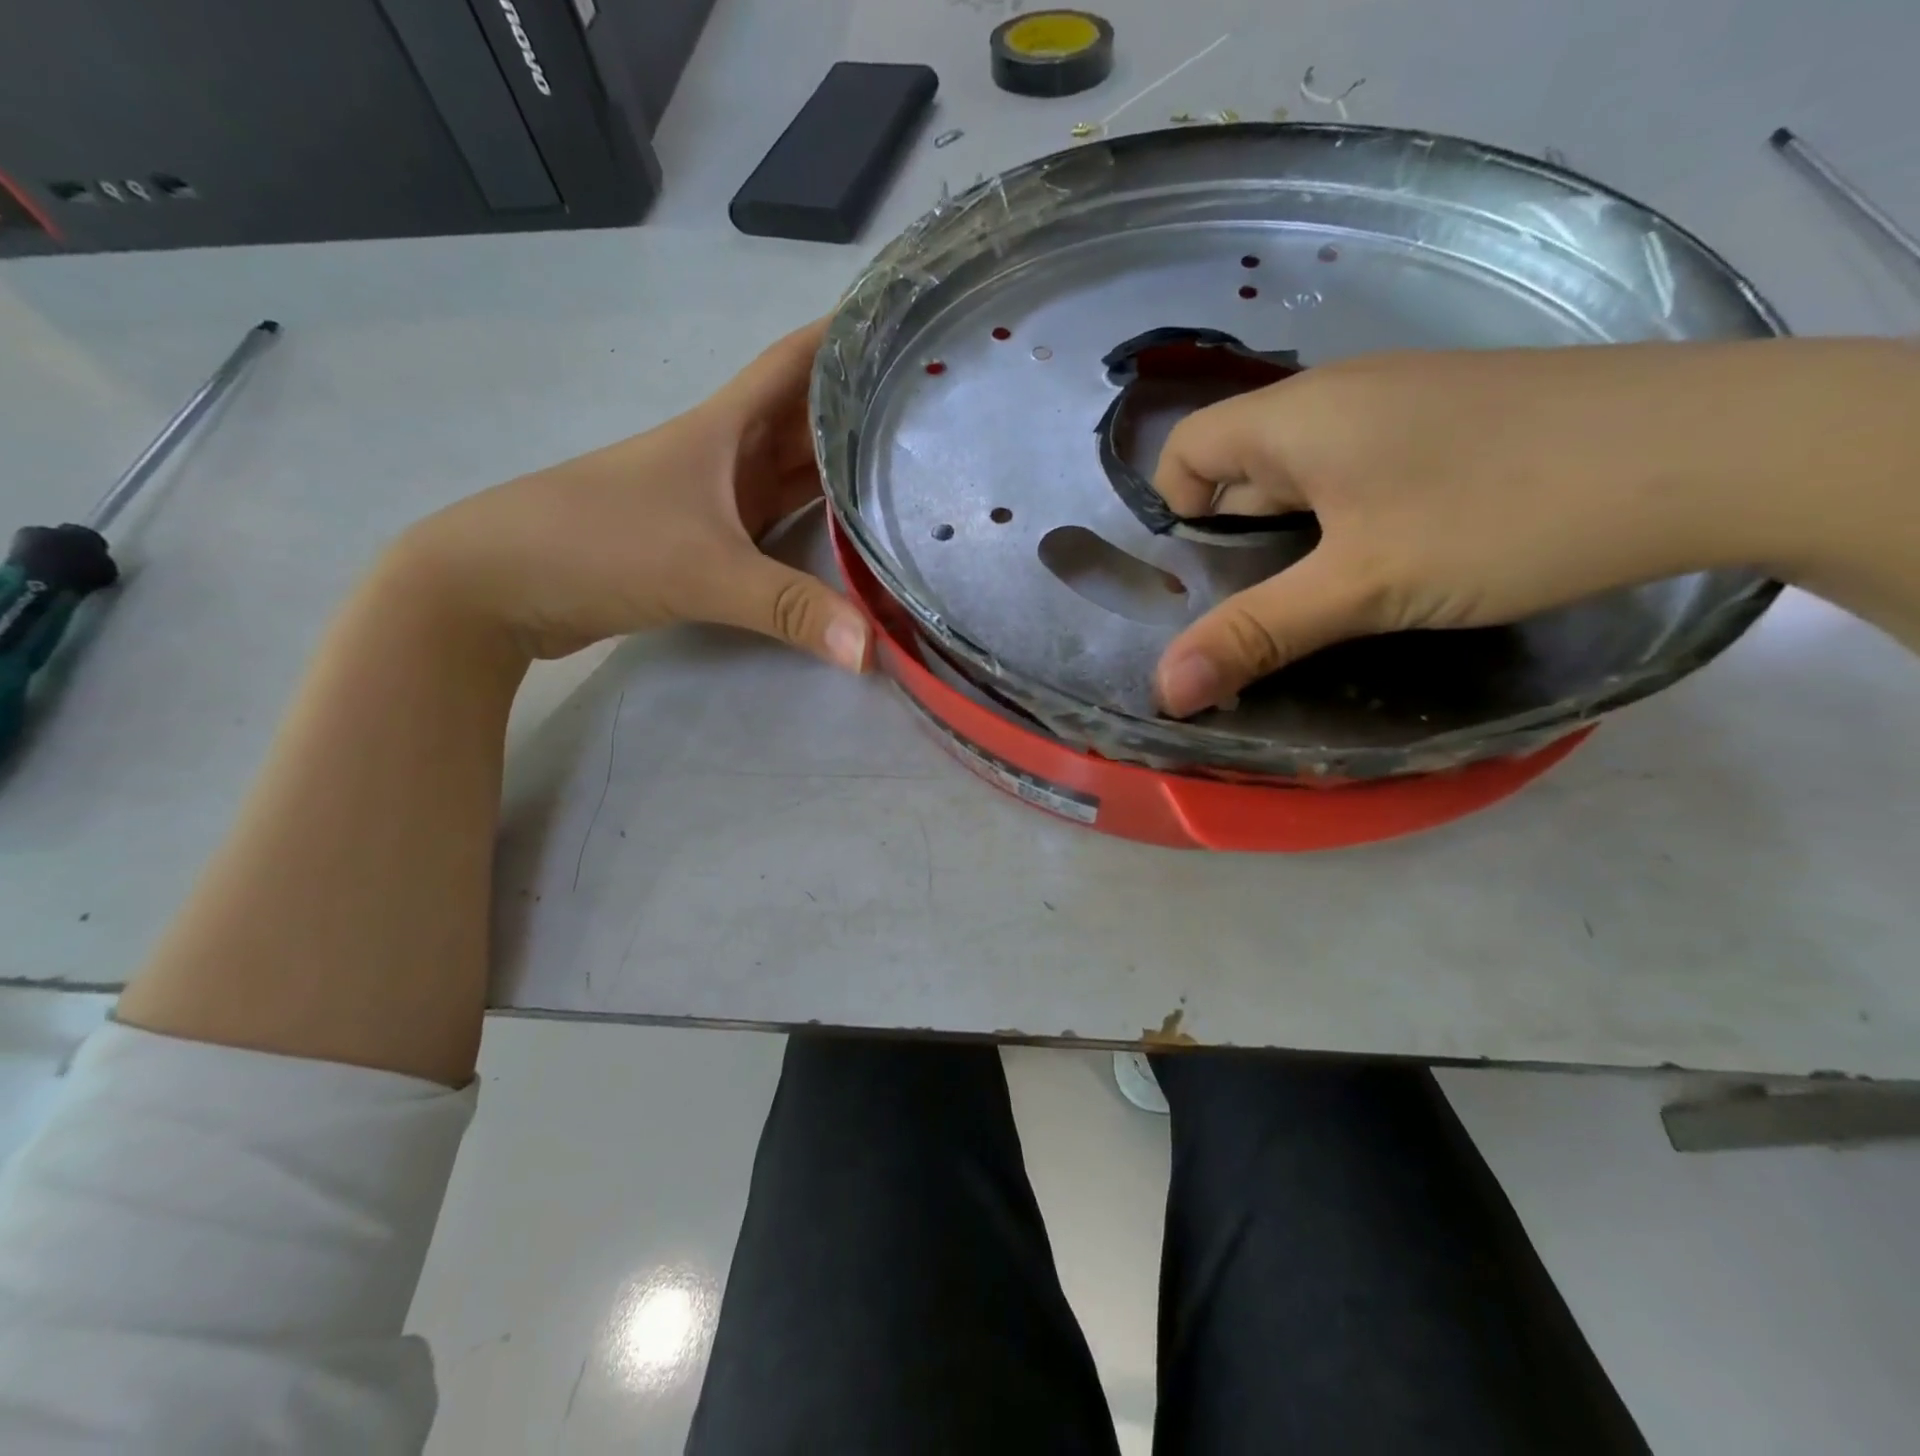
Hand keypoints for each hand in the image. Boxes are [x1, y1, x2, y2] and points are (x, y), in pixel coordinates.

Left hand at [396, 319, 867, 669]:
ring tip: (909, 464)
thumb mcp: (703, 571)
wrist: (497, 585)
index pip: (795, 362)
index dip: (846, 337)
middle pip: (804, 417)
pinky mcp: (704, 540)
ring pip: (791, 470)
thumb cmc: (598, 544)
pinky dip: (812, 521)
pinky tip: (850, 532)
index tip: (906, 324)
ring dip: (840, 467)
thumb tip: (871, 653)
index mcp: (723, 427)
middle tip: (932, 409)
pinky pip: (775, 519)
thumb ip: (790, 607)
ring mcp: (713, 497)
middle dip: (863, 407)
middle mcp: (724, 453)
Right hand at [1149, 338, 1919, 715]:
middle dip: (1234, 546)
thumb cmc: (1505, 513)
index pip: (1184, 452)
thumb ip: (1254, 634)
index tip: (1204, 585)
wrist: (1720, 452)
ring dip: (1295, 544)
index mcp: (1295, 416)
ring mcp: (1399, 407)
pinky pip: (1360, 479)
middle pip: (1240, 470)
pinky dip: (1349, 528)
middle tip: (1259, 615)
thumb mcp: (1362, 586)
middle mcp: (1337, 398)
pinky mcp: (1450, 428)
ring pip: (1305, 481)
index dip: (1173, 517)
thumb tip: (1163, 692)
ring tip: (1325, 603)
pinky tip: (1392, 567)